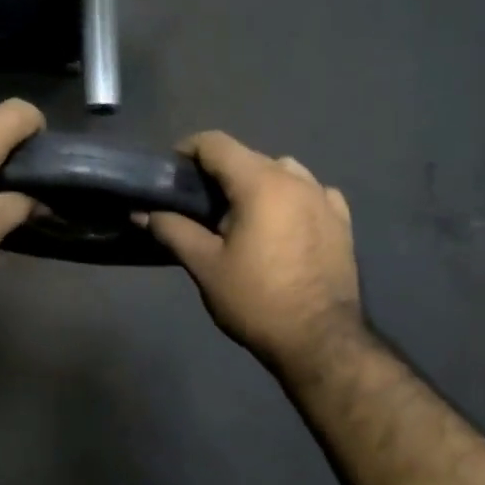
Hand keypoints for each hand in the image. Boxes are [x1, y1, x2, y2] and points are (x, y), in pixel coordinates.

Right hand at [148, 132, 366, 372]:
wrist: (320, 341)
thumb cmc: (256, 300)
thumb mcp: (205, 265)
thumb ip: (172, 230)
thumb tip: (142, 212)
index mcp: (260, 183)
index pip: (216, 143)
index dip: (187, 150)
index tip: (171, 173)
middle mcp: (296, 179)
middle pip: (249, 156)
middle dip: (220, 172)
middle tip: (198, 204)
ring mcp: (324, 198)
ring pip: (282, 171)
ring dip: (257, 182)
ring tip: (241, 214)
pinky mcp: (342, 221)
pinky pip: (311, 192)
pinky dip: (291, 197)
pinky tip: (282, 222)